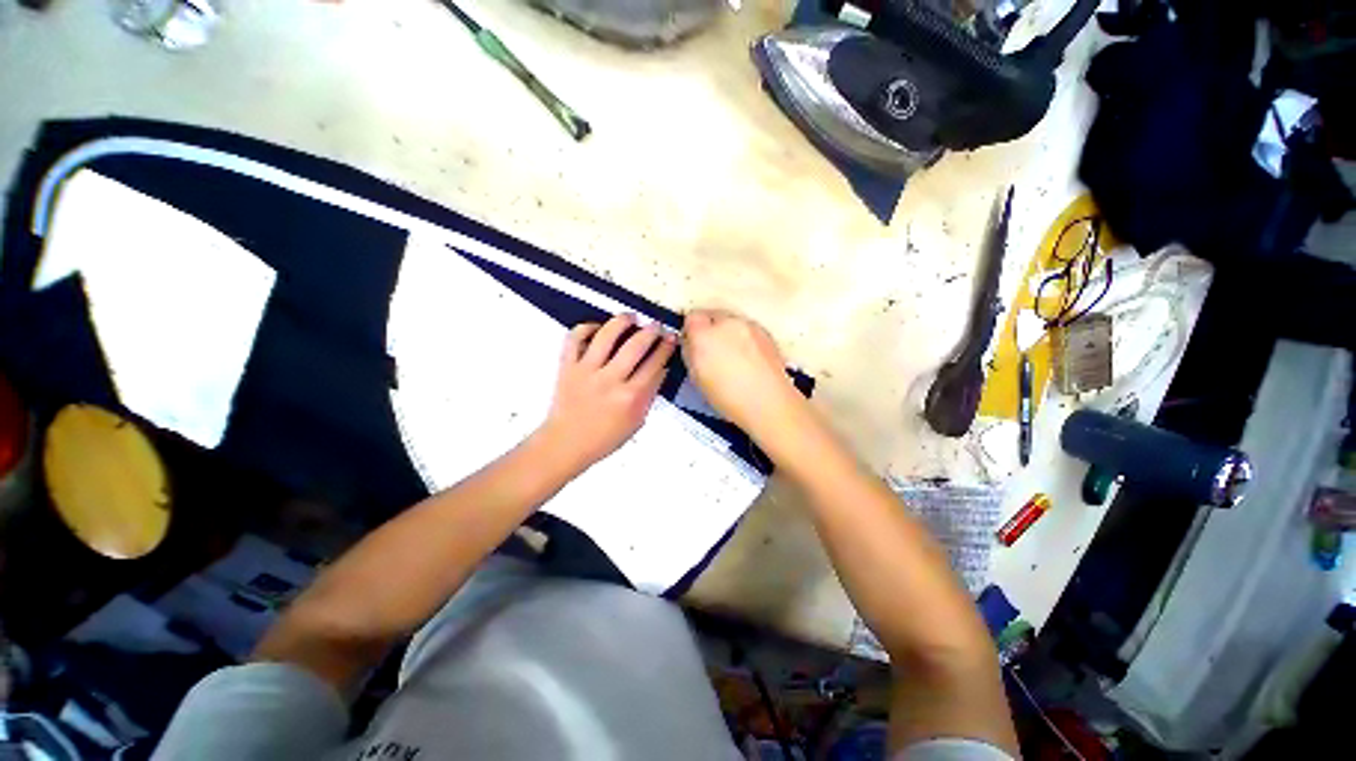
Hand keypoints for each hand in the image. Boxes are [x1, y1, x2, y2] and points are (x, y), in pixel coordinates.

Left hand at [538, 314, 676, 471]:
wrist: (566, 444)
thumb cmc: (605, 438)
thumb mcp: (637, 421)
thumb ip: (650, 394)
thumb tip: (661, 368)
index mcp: (631, 397)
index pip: (654, 365)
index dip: (666, 348)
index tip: (671, 337)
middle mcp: (610, 380)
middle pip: (635, 346)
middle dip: (650, 331)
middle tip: (656, 325)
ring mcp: (586, 371)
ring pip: (606, 336)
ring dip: (622, 321)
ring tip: (631, 317)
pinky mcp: (567, 366)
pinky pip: (575, 338)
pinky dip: (586, 327)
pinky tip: (598, 328)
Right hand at [681, 310, 802, 436]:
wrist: (769, 403)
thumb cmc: (727, 397)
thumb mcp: (696, 378)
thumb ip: (691, 353)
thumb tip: (691, 342)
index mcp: (704, 334)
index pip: (692, 317)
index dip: (691, 331)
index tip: (693, 345)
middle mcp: (727, 322)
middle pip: (713, 315)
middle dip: (710, 329)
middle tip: (712, 352)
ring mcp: (749, 325)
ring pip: (732, 321)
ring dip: (728, 332)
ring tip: (733, 356)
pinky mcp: (767, 333)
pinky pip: (748, 329)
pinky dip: (745, 338)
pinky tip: (748, 358)